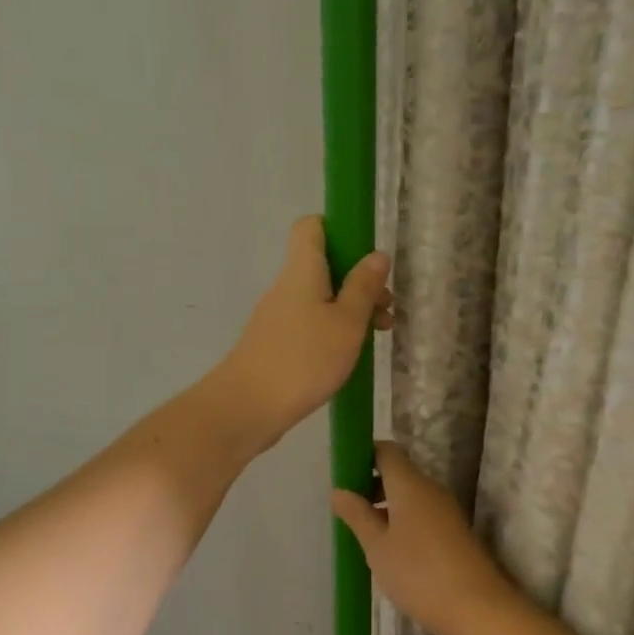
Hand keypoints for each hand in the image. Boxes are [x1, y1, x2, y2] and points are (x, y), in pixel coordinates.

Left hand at [215, 216, 391, 449]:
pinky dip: (332, 330)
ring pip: (319, 297)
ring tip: (379, 335)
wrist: (247, 407)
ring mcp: (278, 316)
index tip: (367, 255)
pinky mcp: (275, 343)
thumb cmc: (304, 359)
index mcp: (302, 270)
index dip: (339, 230)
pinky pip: (309, 323)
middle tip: (386, 308)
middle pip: (323, 265)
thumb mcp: (346, 323)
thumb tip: (376, 254)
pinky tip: (350, 356)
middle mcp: (286, 287)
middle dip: (358, 280)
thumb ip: (363, 288)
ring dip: (350, 309)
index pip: (311, 227)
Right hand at [331, 442, 516, 634]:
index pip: (385, 451)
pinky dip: (403, 522)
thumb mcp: (377, 546)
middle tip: (348, 509)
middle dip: (371, 485)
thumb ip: (357, 515)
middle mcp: (430, 489)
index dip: (363, 456)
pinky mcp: (455, 533)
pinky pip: (423, 514)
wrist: (478, 609)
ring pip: (411, 496)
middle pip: (398, 473)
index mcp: (409, 484)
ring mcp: (446, 511)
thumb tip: (338, 490)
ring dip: (387, 506)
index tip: (343, 475)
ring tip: (365, 534)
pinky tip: (391, 550)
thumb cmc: (418, 572)